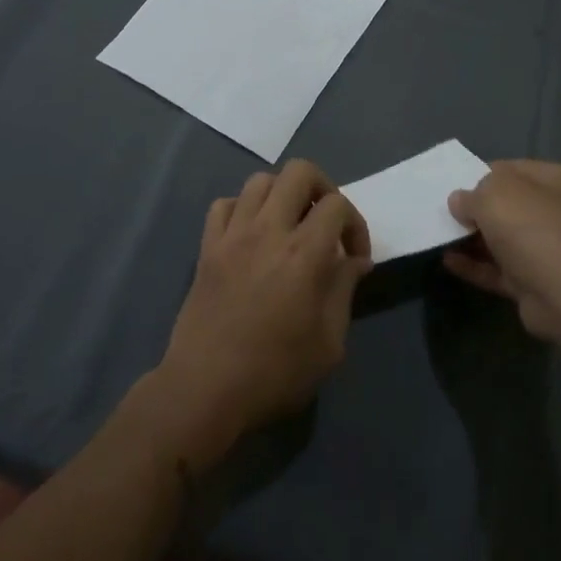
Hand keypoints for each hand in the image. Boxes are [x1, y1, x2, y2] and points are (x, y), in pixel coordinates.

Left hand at [153, 161, 372, 469]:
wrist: (205, 389)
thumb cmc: (274, 373)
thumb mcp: (328, 344)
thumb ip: (344, 291)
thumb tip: (356, 261)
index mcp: (303, 253)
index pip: (337, 205)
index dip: (356, 224)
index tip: (355, 258)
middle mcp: (269, 230)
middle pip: (299, 172)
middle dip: (322, 189)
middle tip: (326, 223)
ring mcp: (233, 234)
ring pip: (261, 180)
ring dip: (282, 195)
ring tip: (290, 225)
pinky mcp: (207, 246)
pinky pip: (224, 204)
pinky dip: (243, 209)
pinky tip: (251, 234)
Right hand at [443, 160, 560, 346]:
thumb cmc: (530, 225)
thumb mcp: (493, 194)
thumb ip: (471, 195)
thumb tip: (459, 201)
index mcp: (556, 181)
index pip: (513, 170)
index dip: (482, 174)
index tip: (455, 183)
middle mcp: (556, 213)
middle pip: (508, 206)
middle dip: (476, 209)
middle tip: (444, 211)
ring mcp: (547, 251)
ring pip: (502, 240)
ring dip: (472, 239)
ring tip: (439, 235)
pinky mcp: (535, 284)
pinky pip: (498, 270)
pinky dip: (475, 266)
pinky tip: (448, 261)